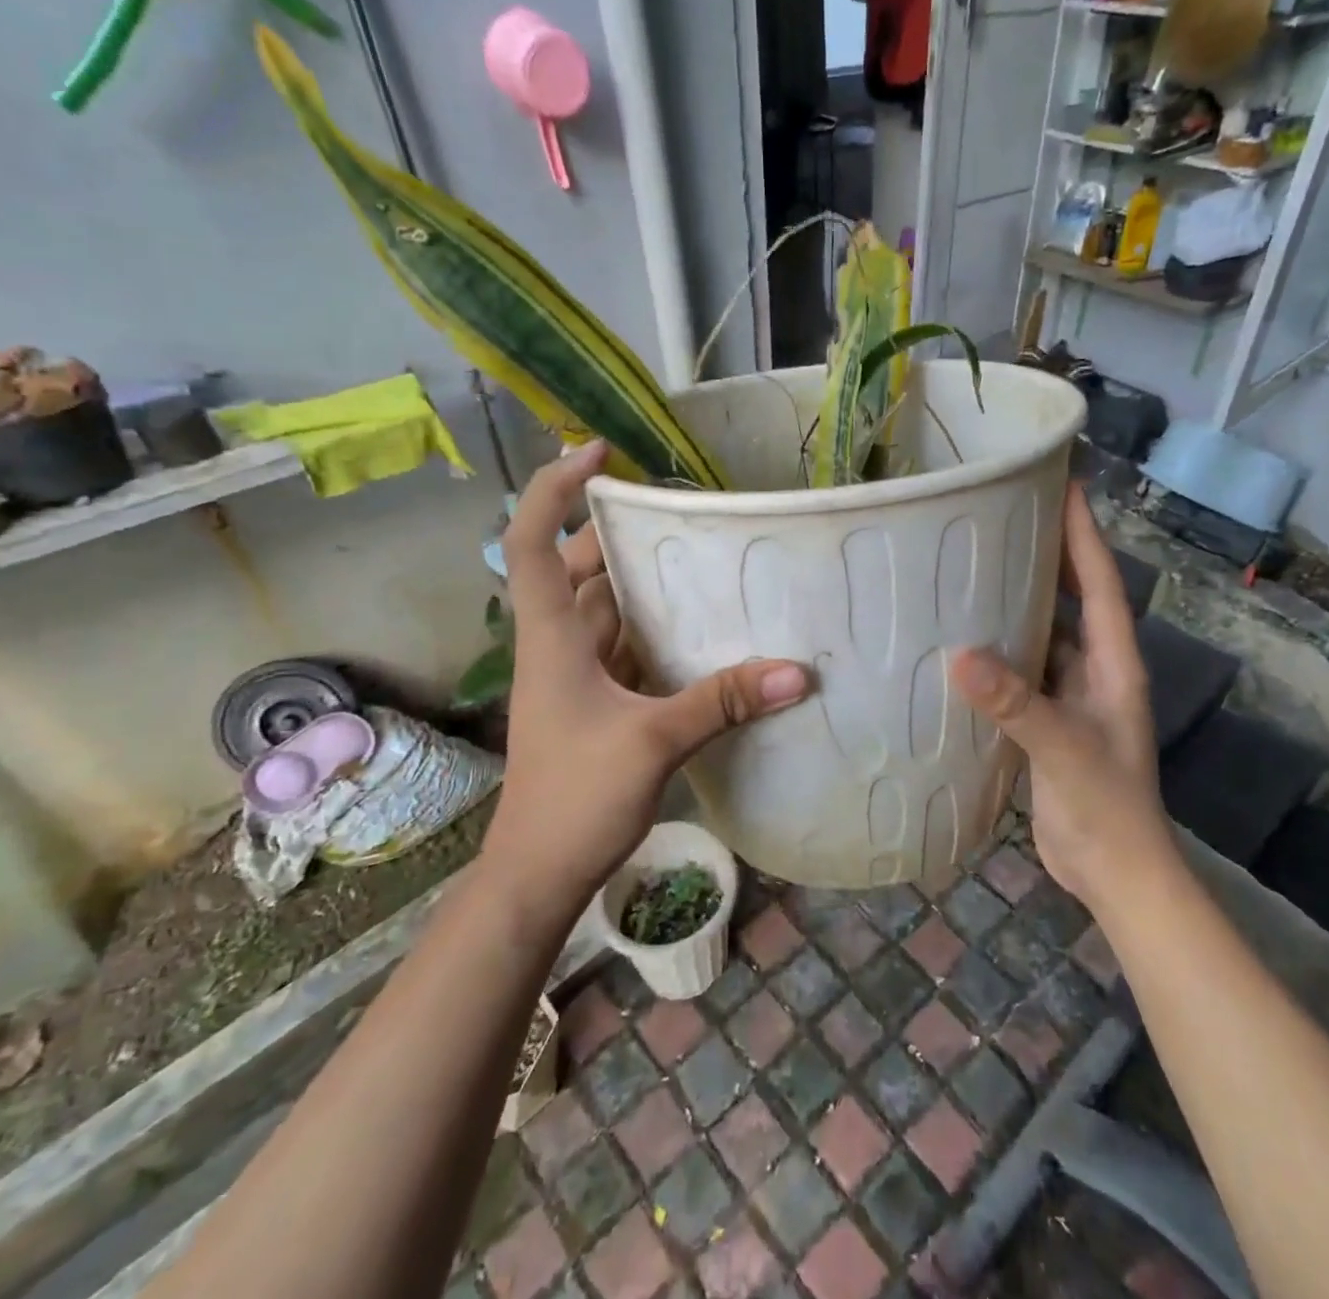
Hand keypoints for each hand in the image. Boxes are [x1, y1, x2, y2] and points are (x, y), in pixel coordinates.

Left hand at [485, 441, 808, 899]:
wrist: (538, 874)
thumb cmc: (575, 798)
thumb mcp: (654, 741)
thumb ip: (723, 701)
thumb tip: (798, 671)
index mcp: (550, 638)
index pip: (530, 542)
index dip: (553, 490)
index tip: (598, 454)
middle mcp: (558, 646)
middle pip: (576, 568)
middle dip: (619, 533)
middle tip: (679, 512)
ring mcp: (575, 676)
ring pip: (604, 608)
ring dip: (641, 582)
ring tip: (699, 556)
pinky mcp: (596, 703)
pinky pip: (625, 647)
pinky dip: (655, 629)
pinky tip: (700, 627)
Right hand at [947, 487, 1173, 908]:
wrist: (1114, 873)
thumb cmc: (1106, 807)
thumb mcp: (1064, 749)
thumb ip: (1017, 703)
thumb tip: (959, 655)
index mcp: (1113, 664)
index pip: (1100, 584)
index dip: (1083, 535)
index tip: (1063, 485)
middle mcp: (1094, 670)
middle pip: (1072, 599)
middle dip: (1048, 556)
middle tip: (1005, 517)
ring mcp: (1070, 696)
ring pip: (1043, 634)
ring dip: (1017, 603)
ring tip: (973, 568)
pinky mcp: (1045, 722)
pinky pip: (1021, 671)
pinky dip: (997, 652)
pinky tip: (962, 641)